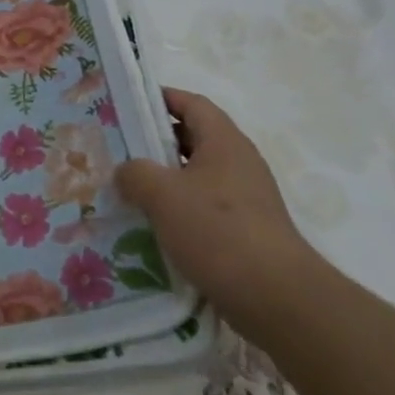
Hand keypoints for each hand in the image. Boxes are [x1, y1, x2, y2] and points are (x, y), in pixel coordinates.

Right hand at [115, 88, 323, 342]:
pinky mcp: (245, 230)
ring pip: (196, 175)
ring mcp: (245, 197)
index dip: (161, 98)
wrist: (276, 296)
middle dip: (155, 141)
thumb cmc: (218, 231)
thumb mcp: (163, 194)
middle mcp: (238, 162)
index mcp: (224, 141)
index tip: (128, 104)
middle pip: (193, 138)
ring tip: (127, 189)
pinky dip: (178, 209)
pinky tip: (152, 226)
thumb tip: (126, 171)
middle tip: (118, 148)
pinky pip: (204, 207)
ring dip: (164, 179)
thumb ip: (136, 173)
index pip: (192, 104)